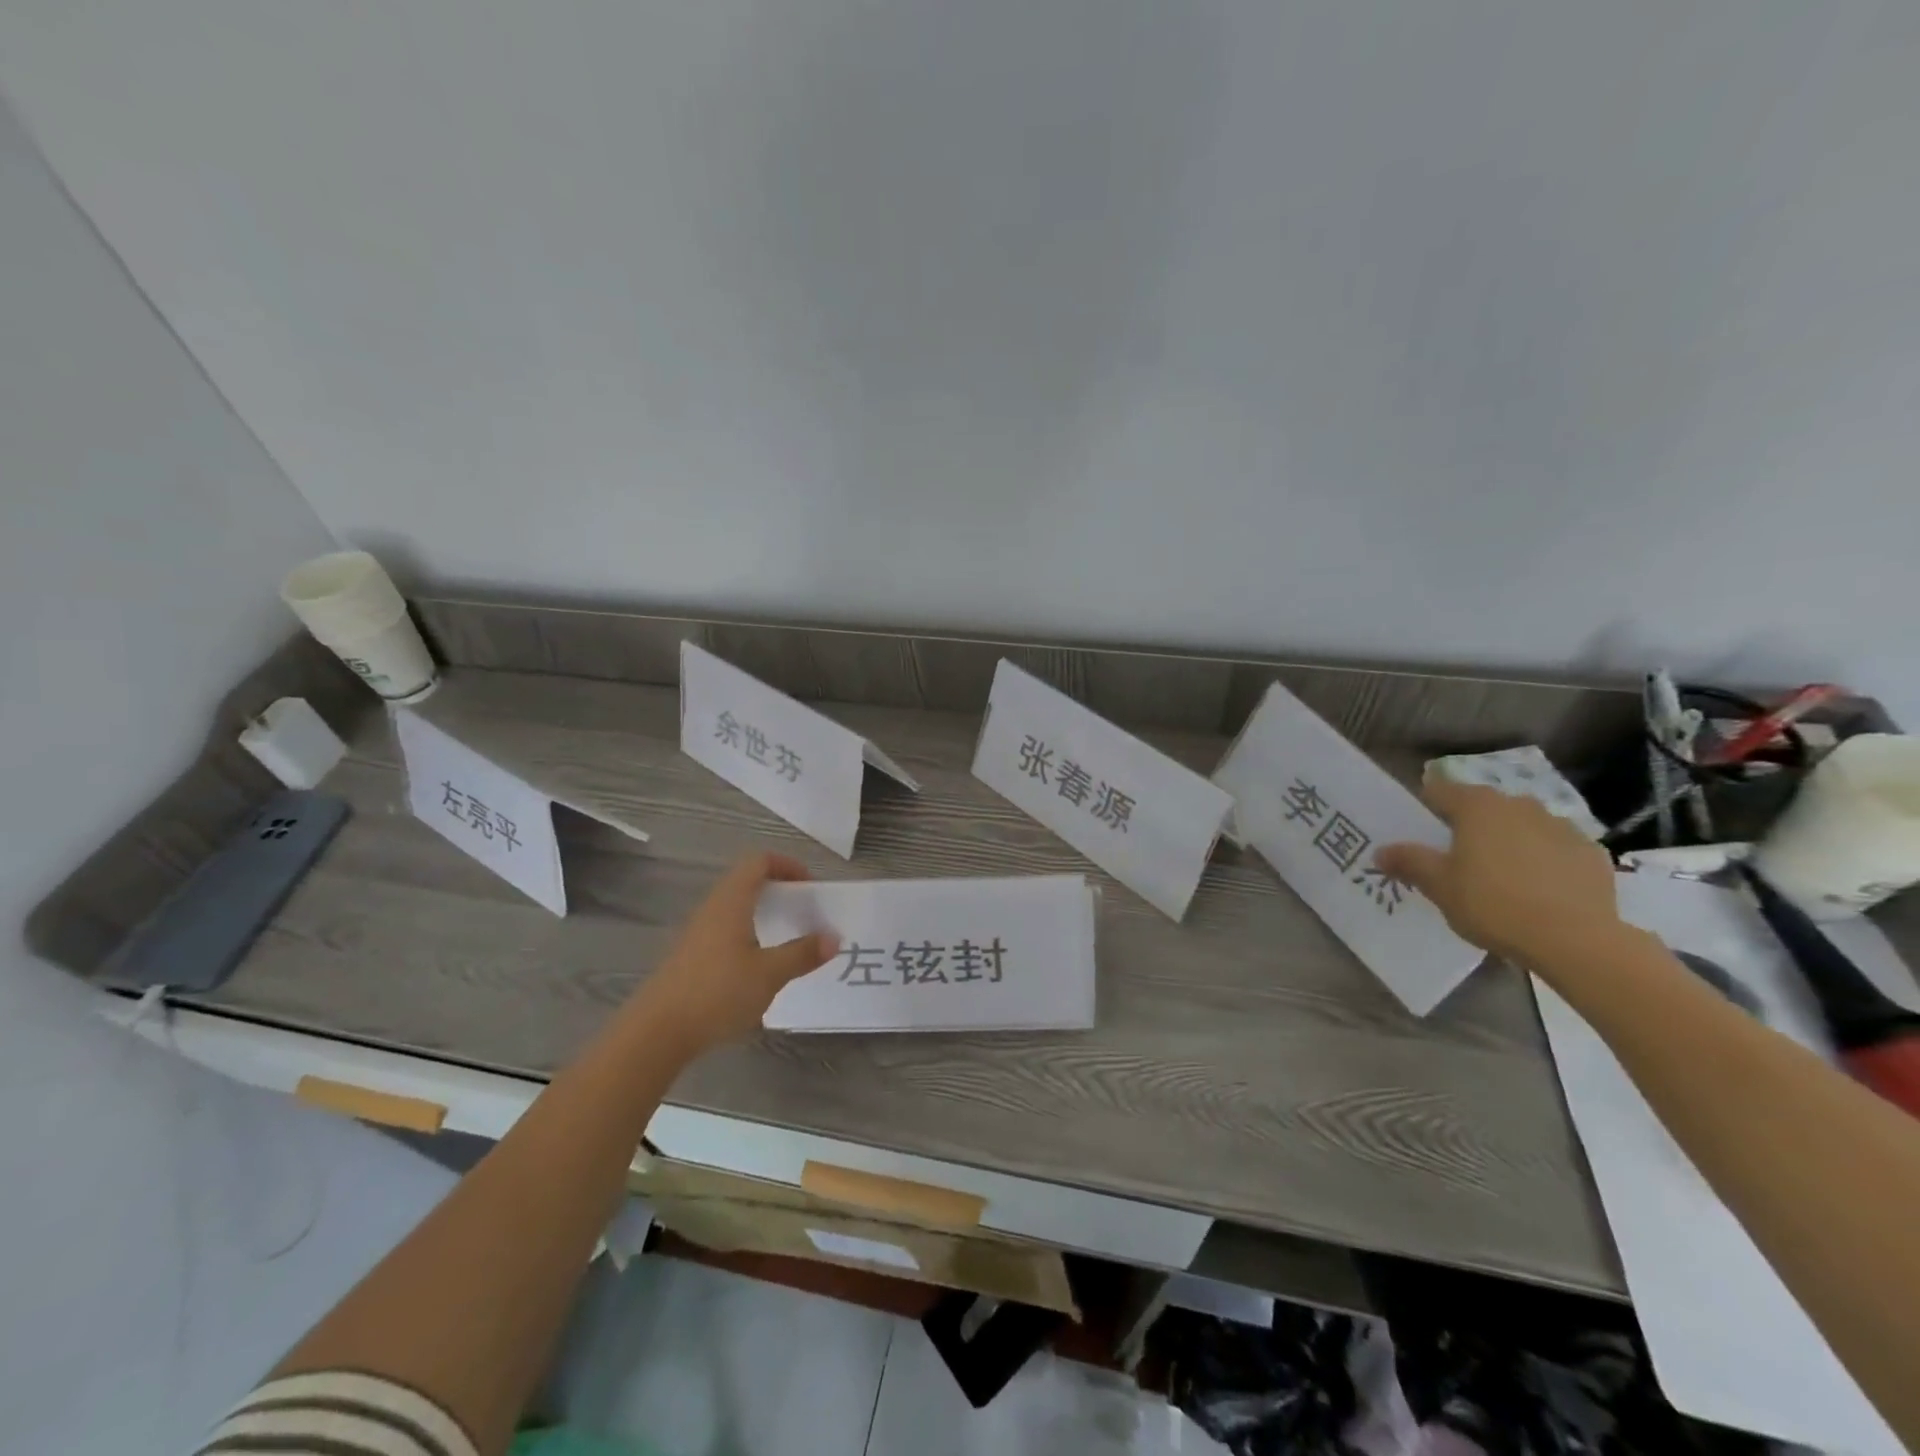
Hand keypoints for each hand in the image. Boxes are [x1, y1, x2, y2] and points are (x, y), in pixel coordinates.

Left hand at [629, 852, 838, 1053]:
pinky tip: (759, 967)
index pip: (758, 862)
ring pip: (735, 908)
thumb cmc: (717, 992)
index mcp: (731, 901)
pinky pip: (725, 931)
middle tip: (804, 912)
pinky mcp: (690, 958)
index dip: (787, 865)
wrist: (656, 1033)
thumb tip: (833, 938)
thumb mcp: (769, 974)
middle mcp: (712, 909)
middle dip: (779, 891)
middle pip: (746, 882)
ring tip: (787, 939)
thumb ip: (802, 954)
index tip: (810, 887)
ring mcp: (697, 934)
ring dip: (763, 915)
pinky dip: (748, 935)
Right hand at [1377, 777, 1621, 970]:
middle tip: (1457, 859)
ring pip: (1522, 826)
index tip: (1420, 834)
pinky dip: (1544, 860)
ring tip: (1501, 876)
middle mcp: (1519, 805)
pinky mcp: (1593, 854)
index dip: (1425, 808)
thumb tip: (1382, 851)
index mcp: (1477, 806)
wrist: (1576, 941)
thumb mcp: (1438, 886)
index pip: (1439, 790)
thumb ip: (1409, 862)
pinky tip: (1539, 890)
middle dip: (1468, 826)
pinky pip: (1556, 849)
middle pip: (1483, 807)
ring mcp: (1562, 827)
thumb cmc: (1493, 904)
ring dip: (1508, 841)